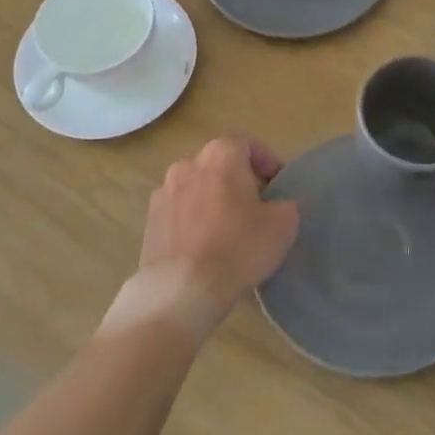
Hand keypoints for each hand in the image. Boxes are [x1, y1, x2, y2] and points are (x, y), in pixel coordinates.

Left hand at [107, 136, 299, 342]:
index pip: (246, 144)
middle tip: (255, 206)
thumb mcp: (283, 224)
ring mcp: (163, 193)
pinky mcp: (149, 221)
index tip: (277, 186)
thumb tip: (277, 205)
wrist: (182, 290)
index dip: (266, 162)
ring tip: (227, 229)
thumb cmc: (238, 247)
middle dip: (237, 180)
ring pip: (195, 187)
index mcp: (220, 155)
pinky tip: (204, 247)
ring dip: (211, 200)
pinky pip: (179, 212)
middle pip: (218, 164)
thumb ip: (285, 204)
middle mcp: (187, 164)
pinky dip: (192, 221)